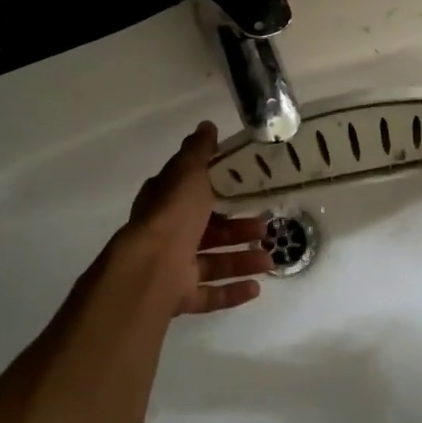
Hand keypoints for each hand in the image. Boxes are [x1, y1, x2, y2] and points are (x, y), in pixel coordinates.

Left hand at [124, 122, 274, 314]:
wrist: (151, 269)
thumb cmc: (173, 214)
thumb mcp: (188, 172)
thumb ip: (199, 151)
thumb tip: (207, 125)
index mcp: (166, 202)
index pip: (191, 191)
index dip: (216, 189)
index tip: (244, 188)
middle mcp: (167, 234)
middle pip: (207, 229)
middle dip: (238, 229)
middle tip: (265, 226)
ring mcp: (172, 268)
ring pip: (212, 262)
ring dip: (242, 259)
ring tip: (270, 259)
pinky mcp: (180, 297)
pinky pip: (210, 294)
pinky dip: (232, 291)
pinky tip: (256, 289)